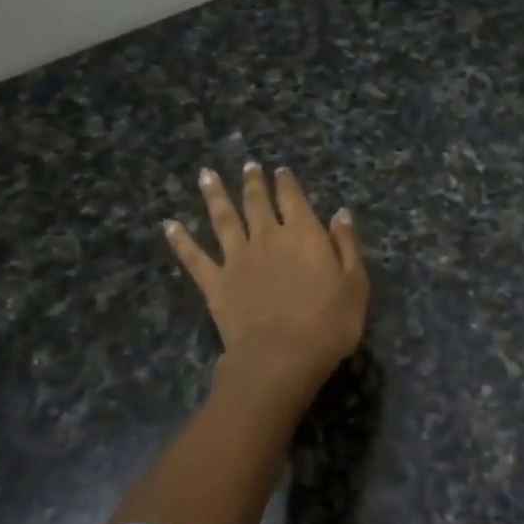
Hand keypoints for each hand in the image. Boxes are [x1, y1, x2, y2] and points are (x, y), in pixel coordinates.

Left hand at [165, 163, 368, 391]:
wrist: (280, 357)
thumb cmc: (328, 324)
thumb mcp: (355, 284)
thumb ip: (346, 245)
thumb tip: (340, 213)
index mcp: (304, 235)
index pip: (293, 199)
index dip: (286, 183)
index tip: (280, 170)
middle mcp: (268, 237)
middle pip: (257, 202)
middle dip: (253, 182)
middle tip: (248, 166)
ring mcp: (237, 258)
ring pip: (223, 219)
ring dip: (214, 195)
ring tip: (205, 174)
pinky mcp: (215, 282)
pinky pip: (194, 257)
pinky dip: (180, 240)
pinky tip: (169, 225)